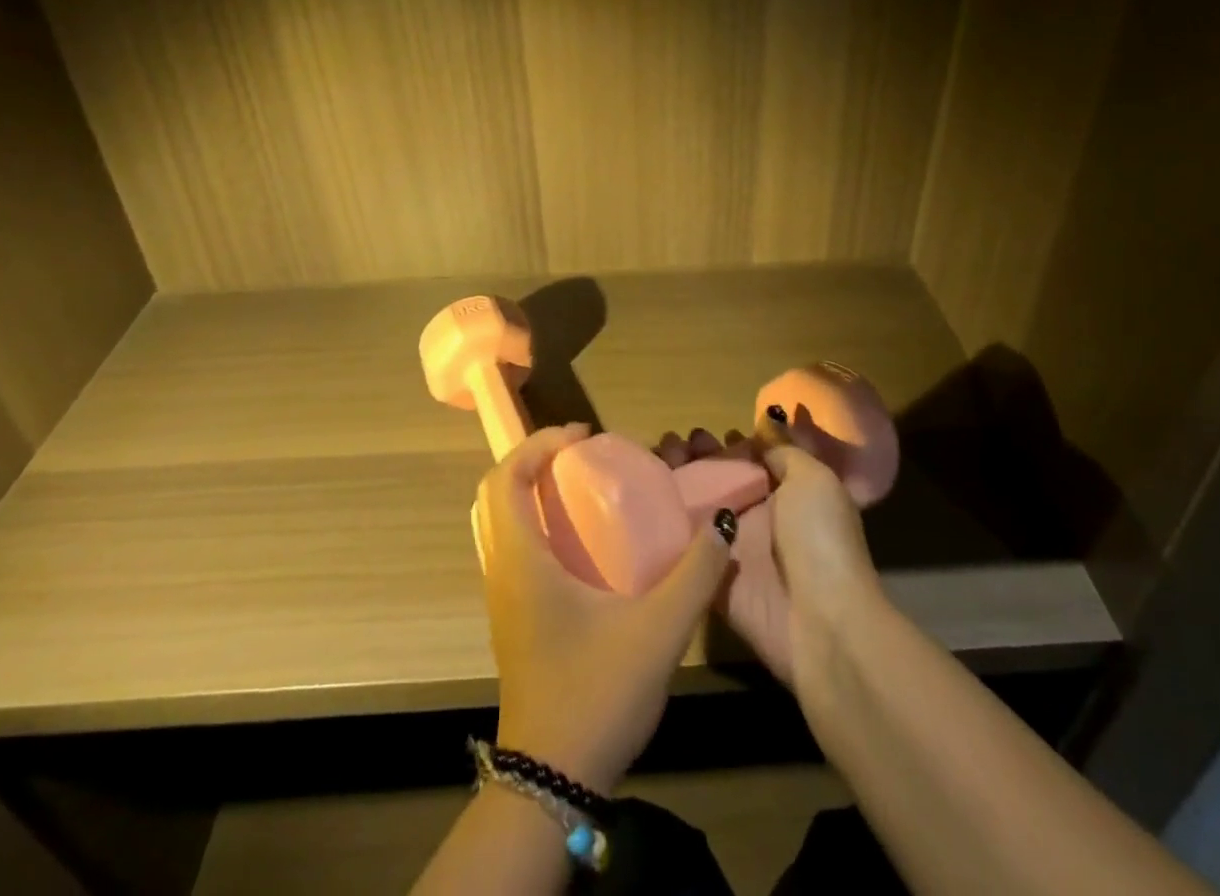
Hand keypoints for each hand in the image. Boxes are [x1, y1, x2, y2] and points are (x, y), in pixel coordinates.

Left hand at [477, 424, 731, 794]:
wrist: (552, 784)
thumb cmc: (596, 695)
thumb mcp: (658, 631)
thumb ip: (696, 575)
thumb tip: (722, 523)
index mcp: (520, 561)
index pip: (505, 478)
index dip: (539, 443)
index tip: (584, 434)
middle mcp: (502, 571)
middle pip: (497, 493)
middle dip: (536, 460)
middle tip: (583, 455)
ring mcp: (504, 598)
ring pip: (503, 522)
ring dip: (535, 491)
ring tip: (585, 488)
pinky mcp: (514, 619)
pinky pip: (515, 548)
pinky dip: (539, 523)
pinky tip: (586, 543)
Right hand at [657, 417, 879, 685]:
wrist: (823, 624)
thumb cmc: (821, 540)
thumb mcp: (815, 480)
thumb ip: (785, 451)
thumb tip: (766, 425)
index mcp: (787, 492)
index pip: (750, 461)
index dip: (727, 445)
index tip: (702, 432)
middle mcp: (759, 518)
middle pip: (720, 481)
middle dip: (696, 459)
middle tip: (672, 443)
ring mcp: (734, 550)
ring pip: (697, 508)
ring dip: (676, 483)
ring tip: (656, 459)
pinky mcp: (712, 580)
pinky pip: (683, 547)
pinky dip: (663, 527)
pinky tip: (642, 502)